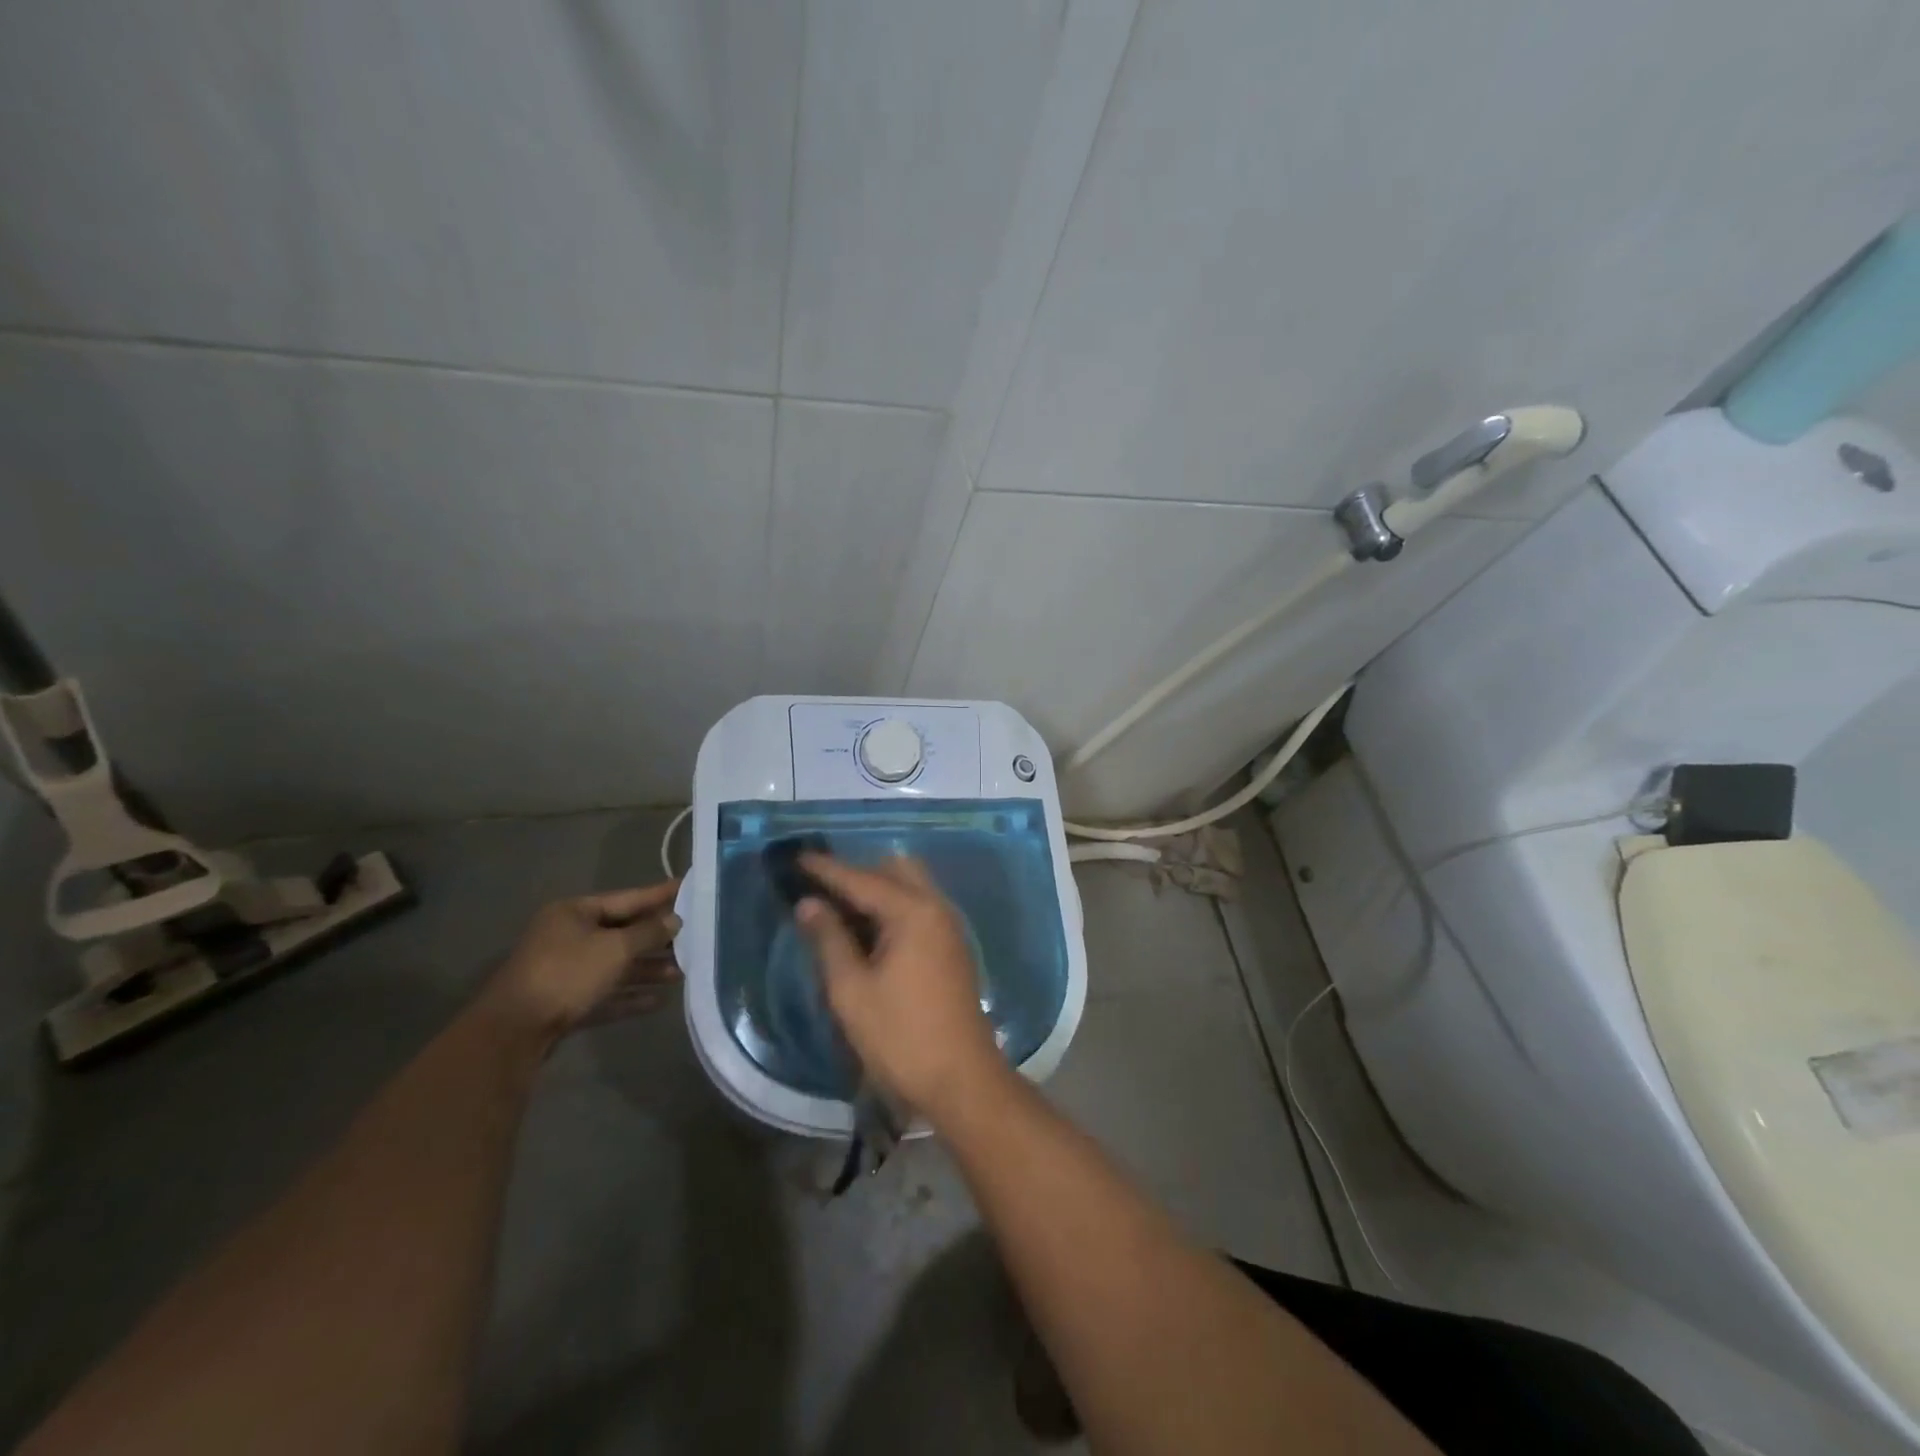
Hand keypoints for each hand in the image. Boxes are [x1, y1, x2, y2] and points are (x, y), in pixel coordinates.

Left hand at [485, 882, 682, 1044]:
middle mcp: (568, 937)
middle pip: (622, 933)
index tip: (688, 887)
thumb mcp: (615, 948)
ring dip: (647, 969)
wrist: (513, 1032)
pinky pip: (605, 993)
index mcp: (574, 912)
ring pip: (615, 965)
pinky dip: (629, 995)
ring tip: (681, 973)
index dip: (659, 895)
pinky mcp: (564, 1003)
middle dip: (657, 939)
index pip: (627, 898)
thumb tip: (675, 920)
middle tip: (694, 936)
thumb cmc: (567, 974)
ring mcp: (565, 971)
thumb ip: (649, 932)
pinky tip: (657, 1002)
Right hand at [796, 854, 1007, 1118]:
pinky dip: (892, 908)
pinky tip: (868, 933)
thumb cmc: (900, 1037)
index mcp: (912, 912)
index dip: (826, 869)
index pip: (861, 879)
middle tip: (821, 891)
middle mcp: (936, 907)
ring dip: (877, 890)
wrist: (961, 1080)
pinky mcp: (952, 947)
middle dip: (857, 873)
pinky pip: (919, 908)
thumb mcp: (851, 991)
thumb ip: (828, 940)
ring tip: (839, 912)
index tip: (796, 857)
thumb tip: (809, 903)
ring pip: (910, 887)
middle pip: (894, 870)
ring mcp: (948, 927)